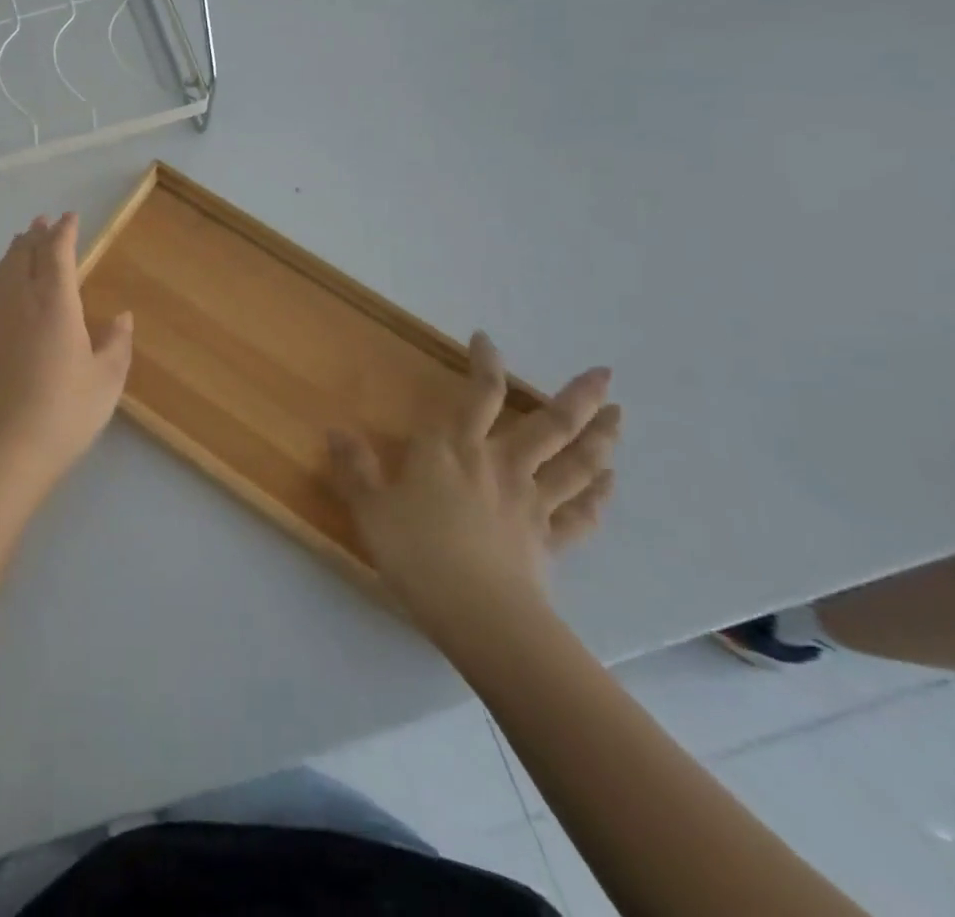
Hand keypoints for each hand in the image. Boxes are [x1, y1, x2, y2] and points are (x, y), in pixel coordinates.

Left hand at [0, 213, 134, 491]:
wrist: (2, 450)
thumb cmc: (64, 412)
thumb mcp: (106, 381)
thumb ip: (116, 344)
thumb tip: (122, 316)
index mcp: (54, 303)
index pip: (56, 254)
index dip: (63, 232)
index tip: (70, 217)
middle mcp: (21, 302)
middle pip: (23, 256)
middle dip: (34, 235)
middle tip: (43, 221)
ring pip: (3, 272)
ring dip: (15, 251)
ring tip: (22, 241)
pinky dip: (4, 274)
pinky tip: (8, 285)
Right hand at [327, 332, 619, 639]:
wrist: (478, 615)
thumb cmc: (417, 552)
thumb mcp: (370, 508)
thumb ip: (355, 467)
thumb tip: (335, 431)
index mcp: (454, 449)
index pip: (478, 394)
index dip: (485, 363)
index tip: (485, 339)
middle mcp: (500, 465)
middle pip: (549, 425)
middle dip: (578, 397)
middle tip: (604, 374)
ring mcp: (532, 502)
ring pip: (576, 464)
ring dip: (601, 438)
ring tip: (619, 417)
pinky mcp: (550, 540)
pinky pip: (582, 514)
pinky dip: (599, 496)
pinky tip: (610, 483)